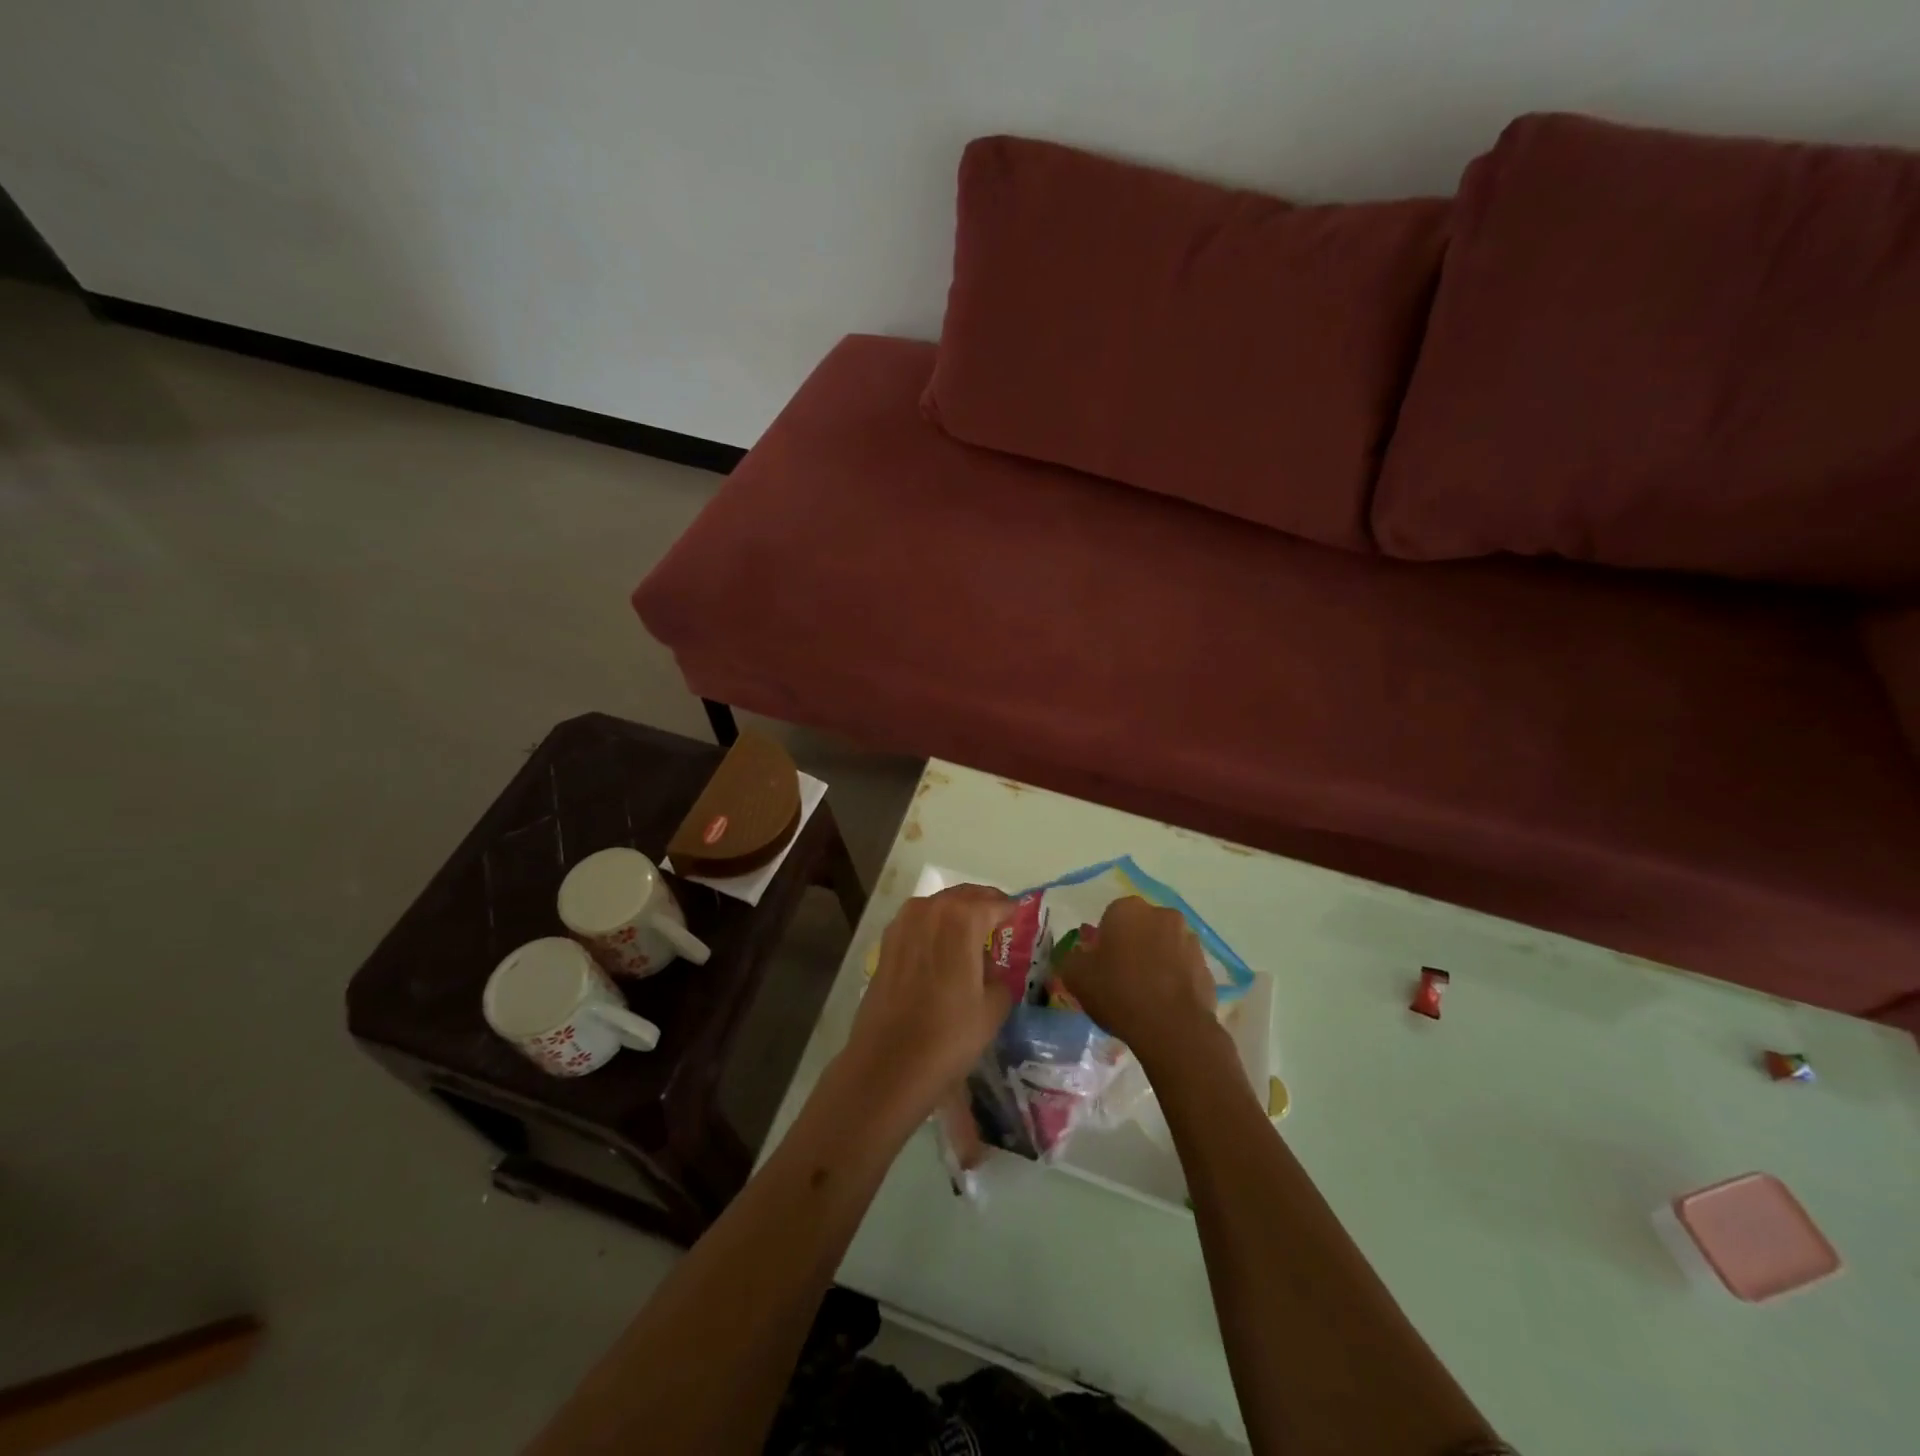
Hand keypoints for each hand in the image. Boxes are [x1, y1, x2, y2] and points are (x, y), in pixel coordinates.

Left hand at [839, 885, 1014, 1125]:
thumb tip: (992, 971)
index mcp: (962, 918)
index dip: (1011, 911)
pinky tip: (943, 951)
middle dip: (984, 906)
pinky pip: (919, 923)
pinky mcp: (886, 942)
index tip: (1021, 921)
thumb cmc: (948, 1036)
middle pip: (964, 897)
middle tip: (1000, 926)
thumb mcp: (993, 1009)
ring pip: (939, 906)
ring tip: (973, 938)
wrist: (888, 1064)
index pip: (995, 903)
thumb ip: (1000, 978)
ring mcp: (903, 923)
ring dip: (957, 915)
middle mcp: (930, 909)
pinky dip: (934, 928)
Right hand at [1058, 896, 1218, 1067]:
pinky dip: (1174, 978)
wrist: (1172, 1028)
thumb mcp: (1076, 976)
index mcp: (1128, 909)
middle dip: (1132, 945)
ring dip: (1155, 960)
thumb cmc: (1118, 993)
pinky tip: (1164, 1003)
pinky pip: (1183, 967)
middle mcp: (1162, 914)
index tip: (1100, 966)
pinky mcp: (1206, 965)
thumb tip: (1079, 955)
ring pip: (1164, 945)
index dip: (1104, 942)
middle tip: (1120, 977)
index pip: (1110, 917)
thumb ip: (1072, 957)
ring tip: (1145, 994)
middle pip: (1140, 928)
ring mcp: (1189, 939)